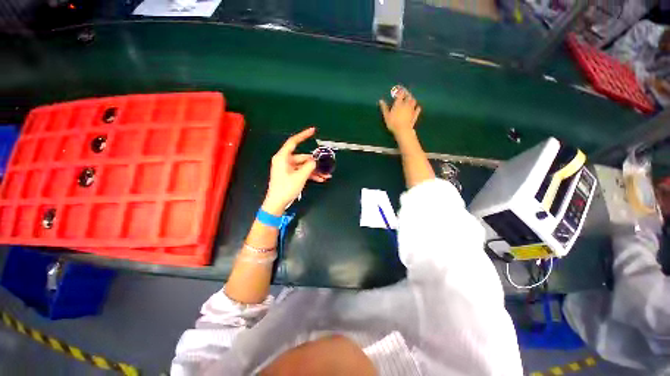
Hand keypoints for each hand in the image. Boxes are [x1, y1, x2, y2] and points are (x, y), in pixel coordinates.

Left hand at [262, 127, 330, 215]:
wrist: (277, 204)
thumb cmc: (286, 188)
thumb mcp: (300, 177)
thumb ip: (309, 166)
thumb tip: (315, 160)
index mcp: (283, 157)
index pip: (293, 142)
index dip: (303, 135)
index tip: (313, 131)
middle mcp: (284, 161)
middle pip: (302, 157)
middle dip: (315, 162)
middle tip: (326, 165)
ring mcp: (287, 168)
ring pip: (304, 166)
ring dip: (314, 170)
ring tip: (326, 176)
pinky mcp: (290, 175)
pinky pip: (302, 172)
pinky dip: (310, 174)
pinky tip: (320, 179)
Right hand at [379, 88, 421, 136]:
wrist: (403, 130)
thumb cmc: (393, 123)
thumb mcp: (386, 116)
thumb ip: (384, 108)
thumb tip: (380, 101)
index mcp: (399, 103)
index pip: (400, 94)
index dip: (400, 91)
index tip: (398, 89)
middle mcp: (406, 104)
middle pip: (409, 96)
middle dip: (407, 93)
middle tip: (405, 93)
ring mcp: (412, 110)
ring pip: (414, 101)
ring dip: (412, 99)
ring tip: (410, 99)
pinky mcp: (415, 115)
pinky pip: (417, 110)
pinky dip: (417, 108)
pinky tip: (417, 107)